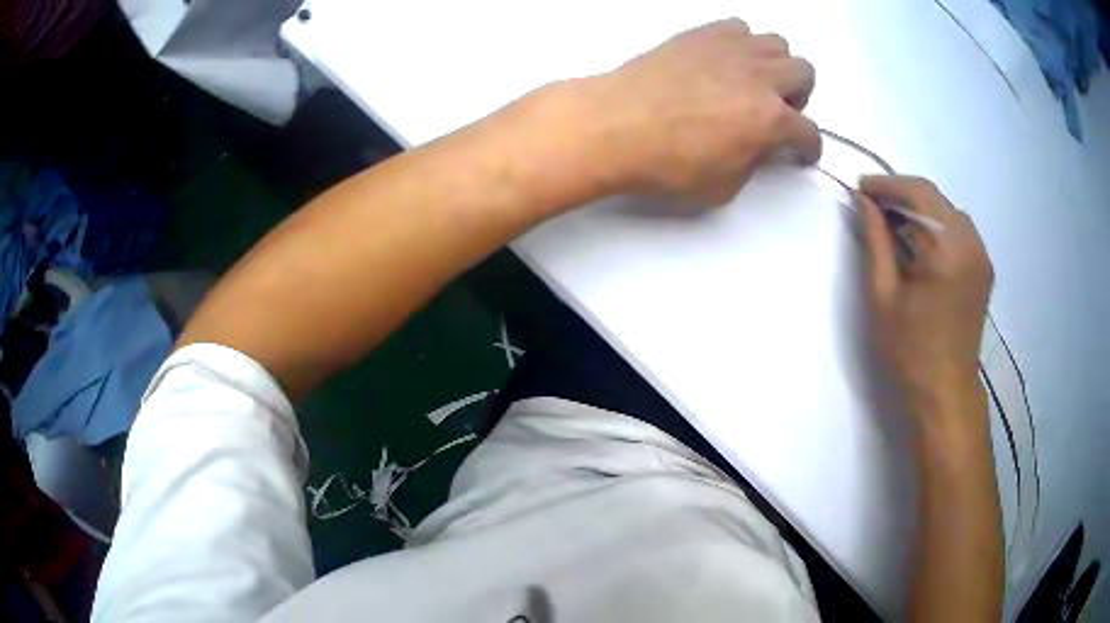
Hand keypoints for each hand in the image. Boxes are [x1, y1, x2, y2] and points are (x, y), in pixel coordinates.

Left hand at [589, 19, 821, 204]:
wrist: (615, 124)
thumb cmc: (667, 164)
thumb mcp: (723, 186)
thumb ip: (752, 162)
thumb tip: (758, 146)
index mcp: (770, 120)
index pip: (810, 132)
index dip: (809, 147)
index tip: (802, 151)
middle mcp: (760, 77)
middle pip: (805, 73)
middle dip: (799, 96)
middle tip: (776, 110)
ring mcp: (731, 50)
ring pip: (777, 43)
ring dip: (774, 65)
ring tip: (751, 81)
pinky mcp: (701, 34)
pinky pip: (737, 27)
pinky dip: (741, 43)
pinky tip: (723, 61)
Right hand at [857, 176, 993, 430]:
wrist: (946, 392)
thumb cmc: (910, 350)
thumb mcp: (884, 295)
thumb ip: (876, 240)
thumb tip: (864, 201)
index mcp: (948, 249)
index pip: (918, 193)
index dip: (887, 185)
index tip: (861, 187)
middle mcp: (971, 243)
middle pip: (935, 198)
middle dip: (902, 195)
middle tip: (872, 205)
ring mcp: (981, 254)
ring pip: (947, 211)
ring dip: (920, 209)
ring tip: (893, 222)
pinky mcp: (983, 267)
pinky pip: (958, 229)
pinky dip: (936, 225)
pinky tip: (920, 240)